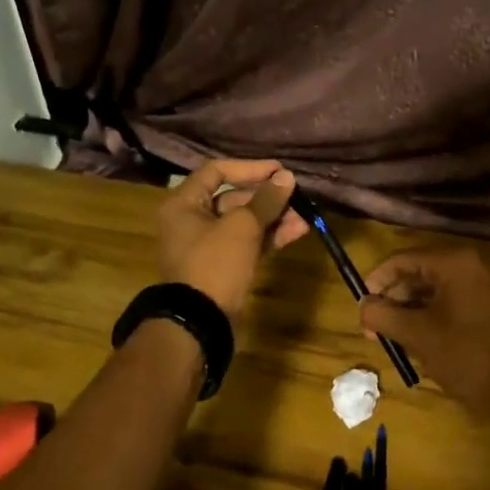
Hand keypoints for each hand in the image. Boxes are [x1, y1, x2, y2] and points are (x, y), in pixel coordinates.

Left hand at [157, 159, 307, 319]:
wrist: (201, 322)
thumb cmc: (215, 264)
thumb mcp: (242, 227)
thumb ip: (266, 200)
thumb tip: (287, 177)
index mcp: (184, 203)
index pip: (217, 171)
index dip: (250, 168)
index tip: (279, 171)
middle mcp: (192, 220)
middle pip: (233, 198)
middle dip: (267, 198)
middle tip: (296, 196)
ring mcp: (208, 245)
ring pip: (244, 222)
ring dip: (274, 218)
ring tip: (304, 218)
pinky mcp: (223, 266)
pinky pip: (248, 242)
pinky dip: (269, 236)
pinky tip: (297, 231)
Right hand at [359, 249, 489, 417]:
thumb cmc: (465, 355)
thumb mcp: (416, 334)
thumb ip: (383, 315)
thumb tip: (362, 305)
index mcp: (451, 263)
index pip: (401, 260)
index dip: (376, 281)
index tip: (360, 306)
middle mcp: (465, 267)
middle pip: (414, 274)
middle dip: (390, 299)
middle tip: (371, 328)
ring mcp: (475, 288)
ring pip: (427, 292)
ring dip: (405, 312)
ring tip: (387, 339)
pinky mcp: (480, 309)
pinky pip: (443, 305)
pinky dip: (424, 319)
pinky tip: (411, 342)